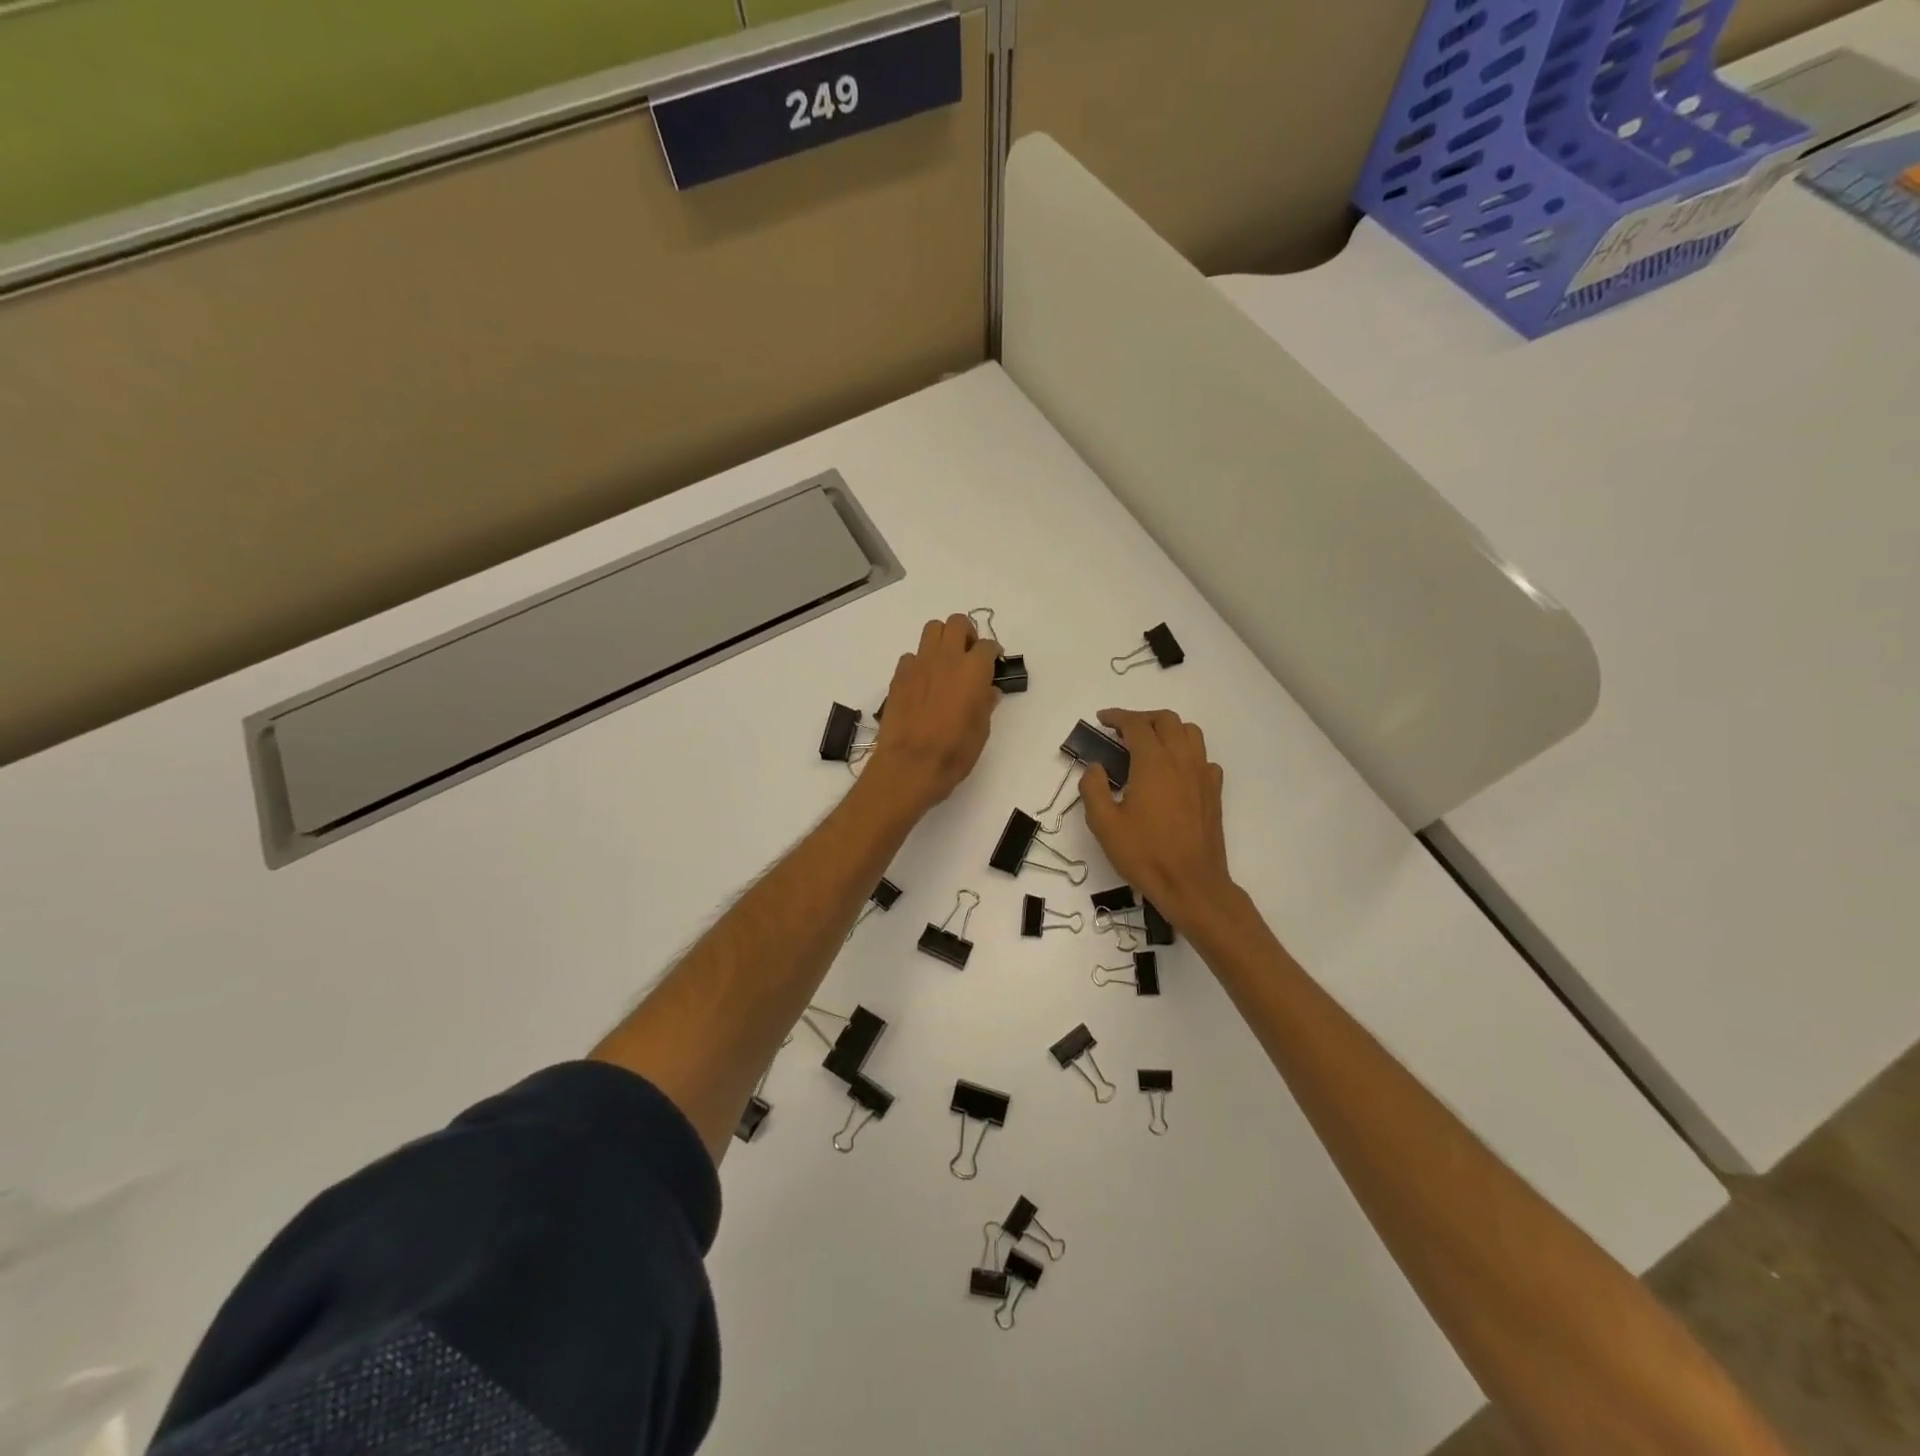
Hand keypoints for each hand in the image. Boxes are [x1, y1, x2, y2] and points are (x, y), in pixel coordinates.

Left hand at [862, 615, 1001, 815]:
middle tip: (969, 655)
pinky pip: (911, 656)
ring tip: (945, 662)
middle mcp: (947, 658)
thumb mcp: (981, 730)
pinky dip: (919, 663)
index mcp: (974, 670)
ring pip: (931, 630)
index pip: (987, 645)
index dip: (993, 653)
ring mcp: (919, 664)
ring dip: (942, 639)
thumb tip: (988, 691)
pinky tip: (922, 683)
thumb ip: (986, 704)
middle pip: (957, 623)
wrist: (910, 765)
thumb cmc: (954, 752)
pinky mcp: (899, 676)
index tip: (994, 663)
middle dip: (966, 634)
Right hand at [1081, 708, 1236, 932]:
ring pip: (1190, 733)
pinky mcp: (1214, 792)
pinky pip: (1203, 758)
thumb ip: (1093, 788)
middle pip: (1166, 720)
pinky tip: (1174, 772)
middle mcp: (1181, 760)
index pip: (1136, 725)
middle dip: (1142, 718)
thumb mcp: (1104, 824)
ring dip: (1168, 730)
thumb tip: (1096, 767)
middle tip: (1122, 731)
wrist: (1191, 884)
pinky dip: (1186, 753)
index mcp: (1153, 763)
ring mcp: (1202, 775)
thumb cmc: (1144, 854)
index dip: (1117, 717)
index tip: (1102, 720)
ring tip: (1149, 744)